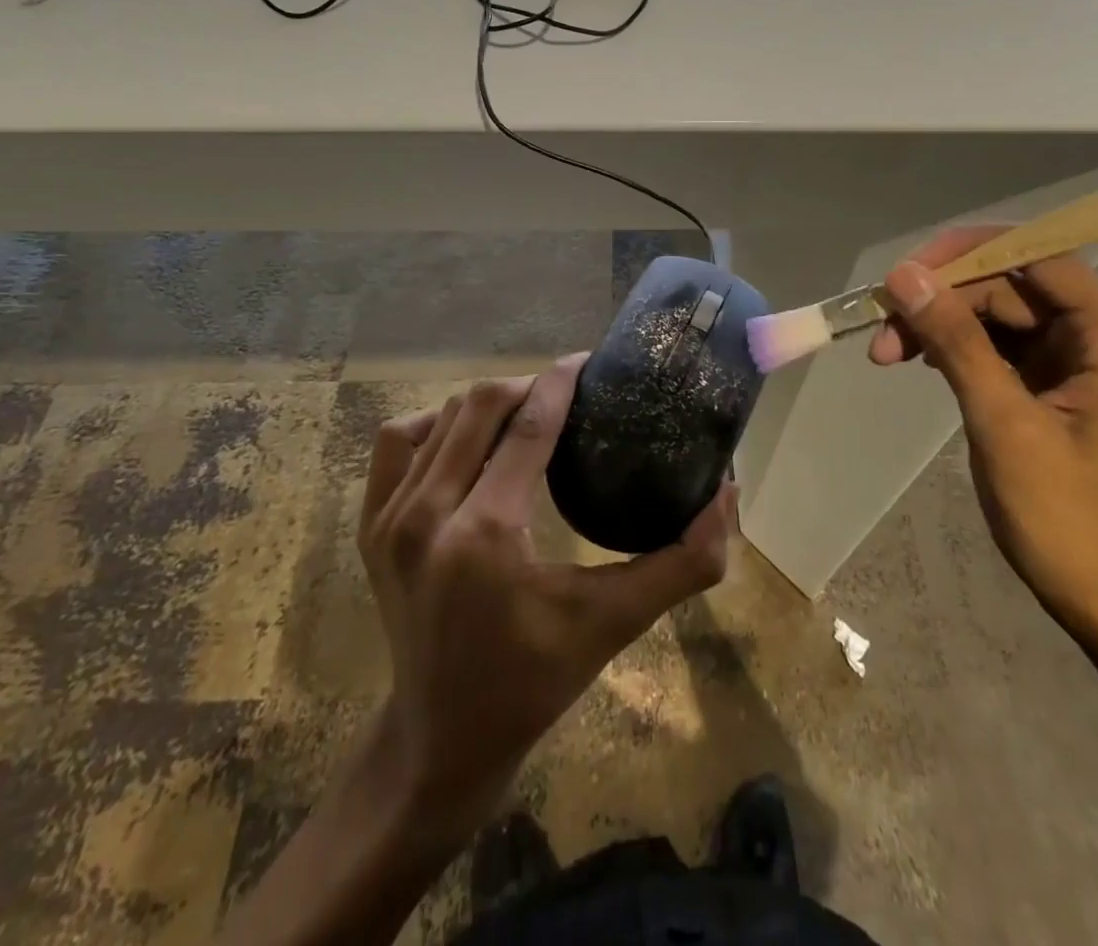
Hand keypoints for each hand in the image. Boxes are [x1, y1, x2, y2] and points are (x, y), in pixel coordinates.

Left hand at [359, 355, 735, 839]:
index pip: (529, 425)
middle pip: (481, 405)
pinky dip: (435, 424)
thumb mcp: (614, 622)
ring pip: (442, 417)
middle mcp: (428, 514)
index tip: (589, 361)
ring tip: (526, 412)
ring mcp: (390, 518)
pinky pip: (398, 442)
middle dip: (529, 385)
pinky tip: (465, 438)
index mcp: (486, 533)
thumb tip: (728, 496)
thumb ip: (681, 563)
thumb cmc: (534, 680)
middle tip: (566, 390)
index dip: (562, 381)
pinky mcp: (370, 526)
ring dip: (488, 403)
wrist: (441, 736)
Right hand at [870, 231, 1097, 664]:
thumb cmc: (1072, 523)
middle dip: (942, 299)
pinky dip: (958, 350)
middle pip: (1010, 284)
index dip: (964, 254)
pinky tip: (919, 362)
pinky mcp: (1059, 387)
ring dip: (941, 325)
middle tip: (879, 331)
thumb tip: (905, 275)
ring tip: (886, 354)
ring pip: (998, 314)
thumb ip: (956, 341)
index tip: (902, 276)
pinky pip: (1001, 347)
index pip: (1034, 256)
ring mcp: (1081, 362)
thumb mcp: (1004, 424)